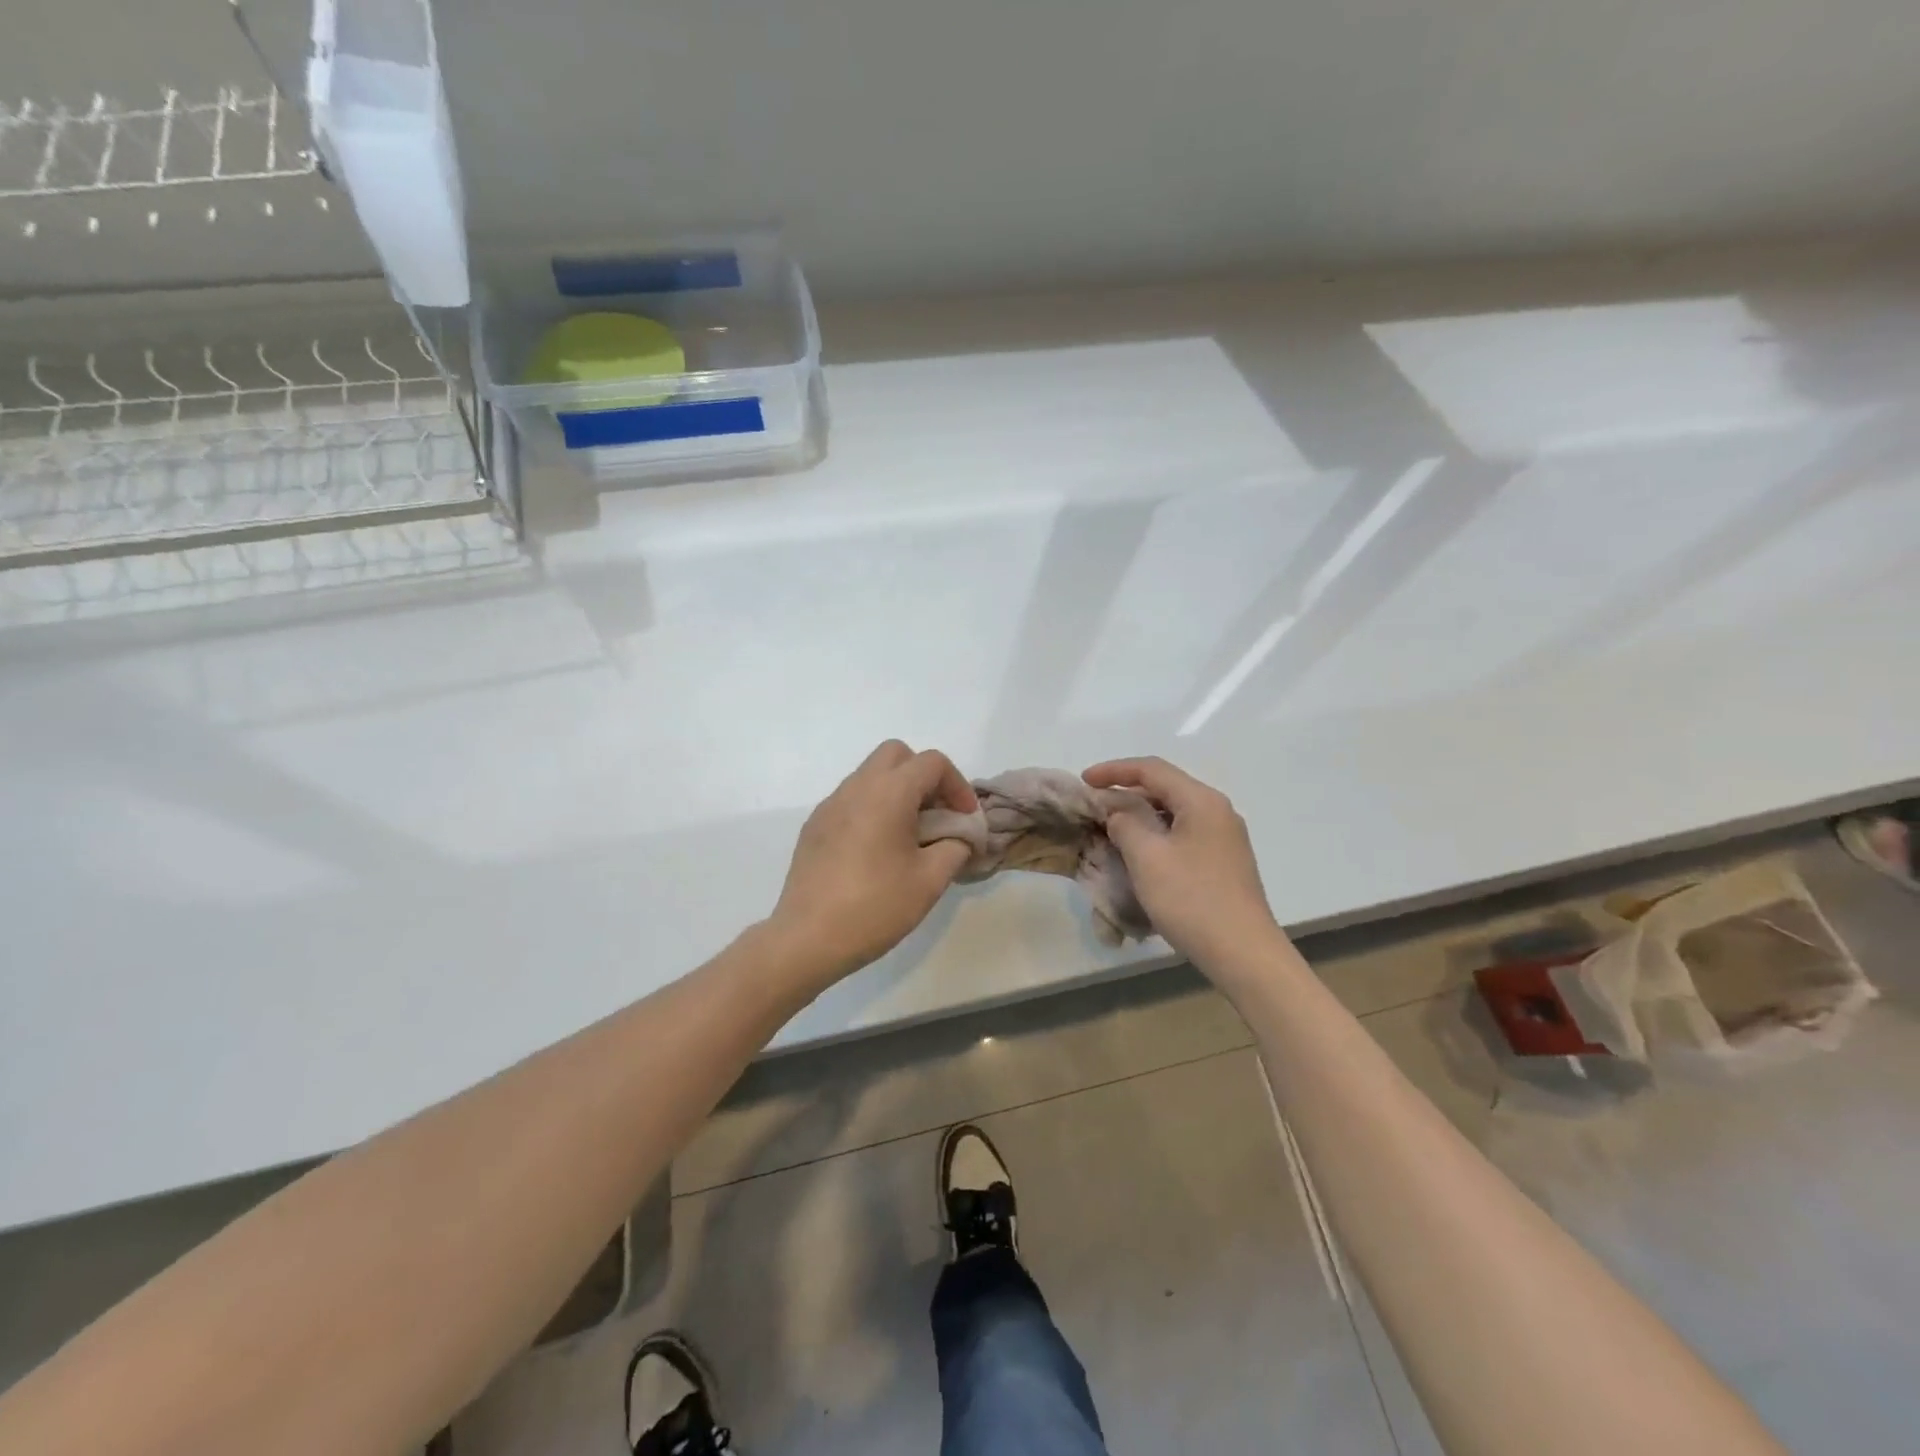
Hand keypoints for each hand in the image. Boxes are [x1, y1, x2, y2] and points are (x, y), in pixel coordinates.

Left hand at [768, 741, 978, 988]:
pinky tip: (877, 851)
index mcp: (888, 793)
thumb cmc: (875, 907)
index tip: (965, 820)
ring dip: (897, 791)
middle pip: (897, 755)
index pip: (932, 762)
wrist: (807, 939)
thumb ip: (955, 847)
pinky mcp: (814, 826)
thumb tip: (962, 837)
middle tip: (937, 815)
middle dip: (924, 777)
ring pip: (871, 775)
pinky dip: (873, 808)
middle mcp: (856, 787)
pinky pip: (851, 799)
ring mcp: (830, 805)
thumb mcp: (930, 880)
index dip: (958, 785)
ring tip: (910, 836)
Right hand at [1083, 756, 1285, 977]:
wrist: (1243, 953)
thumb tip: (1119, 812)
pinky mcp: (1223, 864)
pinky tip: (1139, 857)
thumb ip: (1125, 823)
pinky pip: (1182, 836)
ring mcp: (1224, 839)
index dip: (1114, 770)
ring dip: (1140, 818)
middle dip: (1126, 794)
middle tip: (1094, 808)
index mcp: (1201, 801)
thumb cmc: (1191, 899)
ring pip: (1173, 815)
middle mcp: (1217, 812)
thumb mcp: (1147, 857)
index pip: (1152, 770)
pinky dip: (1156, 837)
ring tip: (1110, 831)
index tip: (1084, 781)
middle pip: (1165, 789)